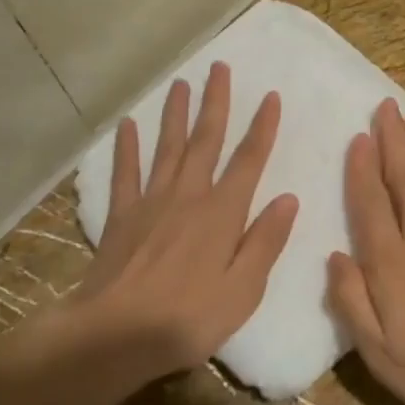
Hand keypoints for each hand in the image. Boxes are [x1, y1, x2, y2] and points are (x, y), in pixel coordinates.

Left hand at [61, 62, 297, 379]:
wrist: (115, 337)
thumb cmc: (188, 319)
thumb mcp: (243, 291)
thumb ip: (265, 242)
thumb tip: (288, 198)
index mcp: (222, 213)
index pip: (248, 161)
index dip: (262, 127)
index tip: (271, 96)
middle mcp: (188, 196)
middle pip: (205, 140)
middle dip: (216, 102)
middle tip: (220, 67)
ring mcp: (151, 203)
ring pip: (167, 147)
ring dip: (176, 113)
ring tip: (180, 83)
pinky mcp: (121, 217)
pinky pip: (125, 174)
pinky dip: (127, 148)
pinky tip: (128, 125)